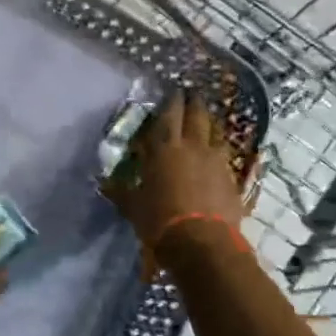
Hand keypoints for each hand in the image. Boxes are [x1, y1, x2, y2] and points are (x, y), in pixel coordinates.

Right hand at [104, 90, 246, 260]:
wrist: (202, 244)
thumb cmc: (160, 221)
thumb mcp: (133, 207)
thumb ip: (120, 192)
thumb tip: (103, 184)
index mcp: (165, 148)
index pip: (168, 114)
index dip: (171, 100)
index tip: (173, 90)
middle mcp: (193, 146)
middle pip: (197, 115)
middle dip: (194, 103)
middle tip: (192, 95)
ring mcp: (216, 161)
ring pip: (216, 133)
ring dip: (210, 126)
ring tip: (206, 123)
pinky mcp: (232, 179)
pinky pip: (226, 157)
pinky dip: (220, 152)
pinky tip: (217, 157)